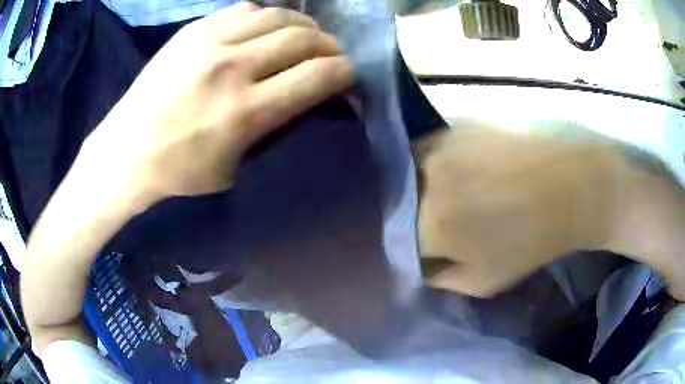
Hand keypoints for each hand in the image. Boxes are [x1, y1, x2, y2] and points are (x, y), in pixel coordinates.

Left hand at [77, 2, 353, 208]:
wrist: (126, 151)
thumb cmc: (180, 171)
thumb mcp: (235, 166)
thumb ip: (274, 126)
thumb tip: (306, 96)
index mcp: (246, 112)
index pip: (319, 75)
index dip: (346, 72)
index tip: (349, 76)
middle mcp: (232, 68)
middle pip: (305, 38)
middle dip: (330, 47)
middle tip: (331, 56)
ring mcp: (210, 42)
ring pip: (279, 16)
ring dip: (303, 26)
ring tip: (304, 38)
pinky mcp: (193, 30)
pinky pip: (246, 9)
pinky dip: (266, 17)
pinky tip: (264, 30)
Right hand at [415, 123, 648, 296]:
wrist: (574, 184)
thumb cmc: (534, 240)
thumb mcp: (485, 281)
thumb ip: (442, 278)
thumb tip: (419, 264)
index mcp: (431, 223)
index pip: (394, 236)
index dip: (408, 243)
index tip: (423, 246)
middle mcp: (426, 178)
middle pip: (398, 201)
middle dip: (411, 214)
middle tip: (438, 220)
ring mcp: (442, 143)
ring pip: (410, 171)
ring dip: (422, 186)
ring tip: (454, 193)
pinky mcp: (459, 123)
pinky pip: (432, 147)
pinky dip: (440, 162)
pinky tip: (467, 169)